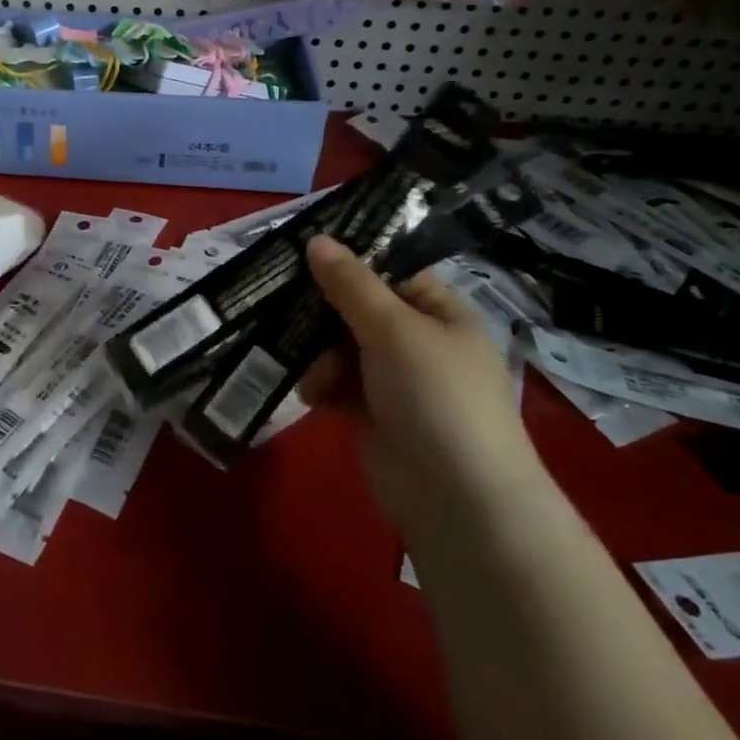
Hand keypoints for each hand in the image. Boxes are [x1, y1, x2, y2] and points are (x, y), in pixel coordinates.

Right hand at [304, 236, 541, 533]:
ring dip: (319, 355)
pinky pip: (337, 382)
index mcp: (440, 312)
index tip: (300, 249)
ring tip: (312, 373)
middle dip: (322, 312)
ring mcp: (396, 378)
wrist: (457, 500)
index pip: (390, 269)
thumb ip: (351, 284)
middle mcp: (418, 340)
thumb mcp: (394, 329)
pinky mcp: (373, 412)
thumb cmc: (436, 397)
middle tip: (282, 306)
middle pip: (357, 307)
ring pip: (340, 345)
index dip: (348, 258)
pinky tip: (314, 396)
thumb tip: (316, 239)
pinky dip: (322, 384)